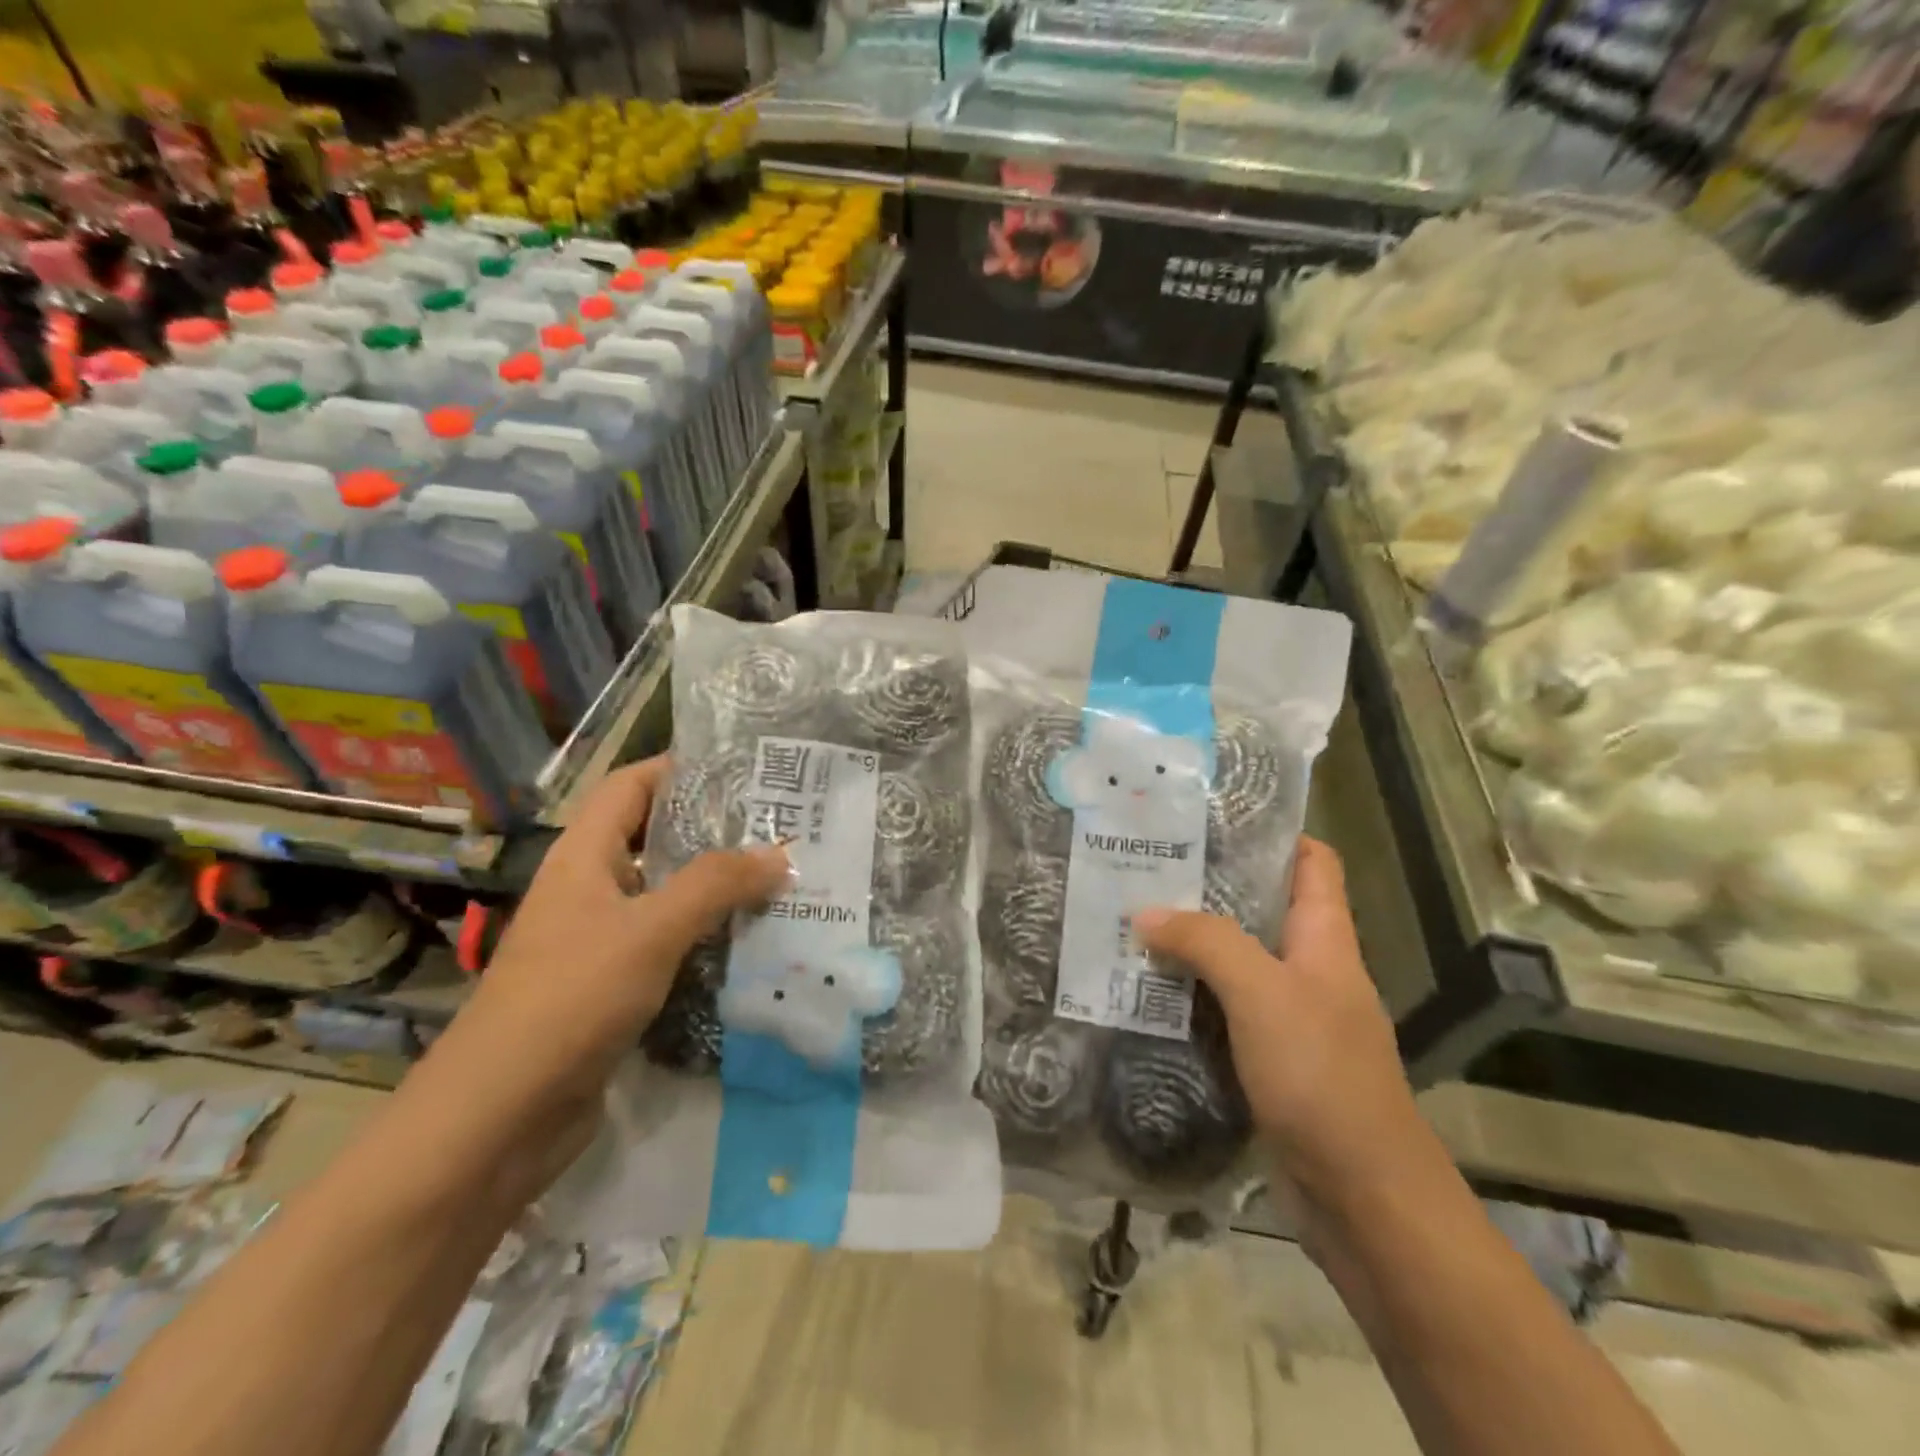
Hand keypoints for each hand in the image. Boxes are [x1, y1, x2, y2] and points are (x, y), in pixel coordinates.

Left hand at [461, 757, 787, 1101]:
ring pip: (664, 893)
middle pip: (653, 837)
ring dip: (714, 885)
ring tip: (777, 876)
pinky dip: (705, 934)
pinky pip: (666, 941)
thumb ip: (716, 885)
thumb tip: (779, 854)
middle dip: (711, 828)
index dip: (678, 768)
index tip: (741, 768)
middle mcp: (589, 889)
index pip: (630, 786)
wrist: (500, 1115)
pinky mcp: (611, 985)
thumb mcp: (651, 930)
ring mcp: (598, 939)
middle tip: (776, 825)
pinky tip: (750, 940)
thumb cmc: (571, 998)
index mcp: (584, 857)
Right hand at [1133, 837, 1420, 1209]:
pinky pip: (1223, 1010)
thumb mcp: (1263, 993)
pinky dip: (1189, 995)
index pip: (1312, 862)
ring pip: (1236, 961)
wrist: (1362, 1197)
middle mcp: (1310, 969)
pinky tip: (1144, 992)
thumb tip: (1144, 913)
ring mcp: (1290, 1016)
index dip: (1273, 833)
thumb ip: (1206, 943)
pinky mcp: (1268, 1058)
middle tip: (1145, 869)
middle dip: (1208, 887)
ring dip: (1190, 944)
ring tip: (1130, 922)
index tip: (1211, 818)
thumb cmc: (1322, 1076)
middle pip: (1262, 908)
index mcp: (1325, 939)